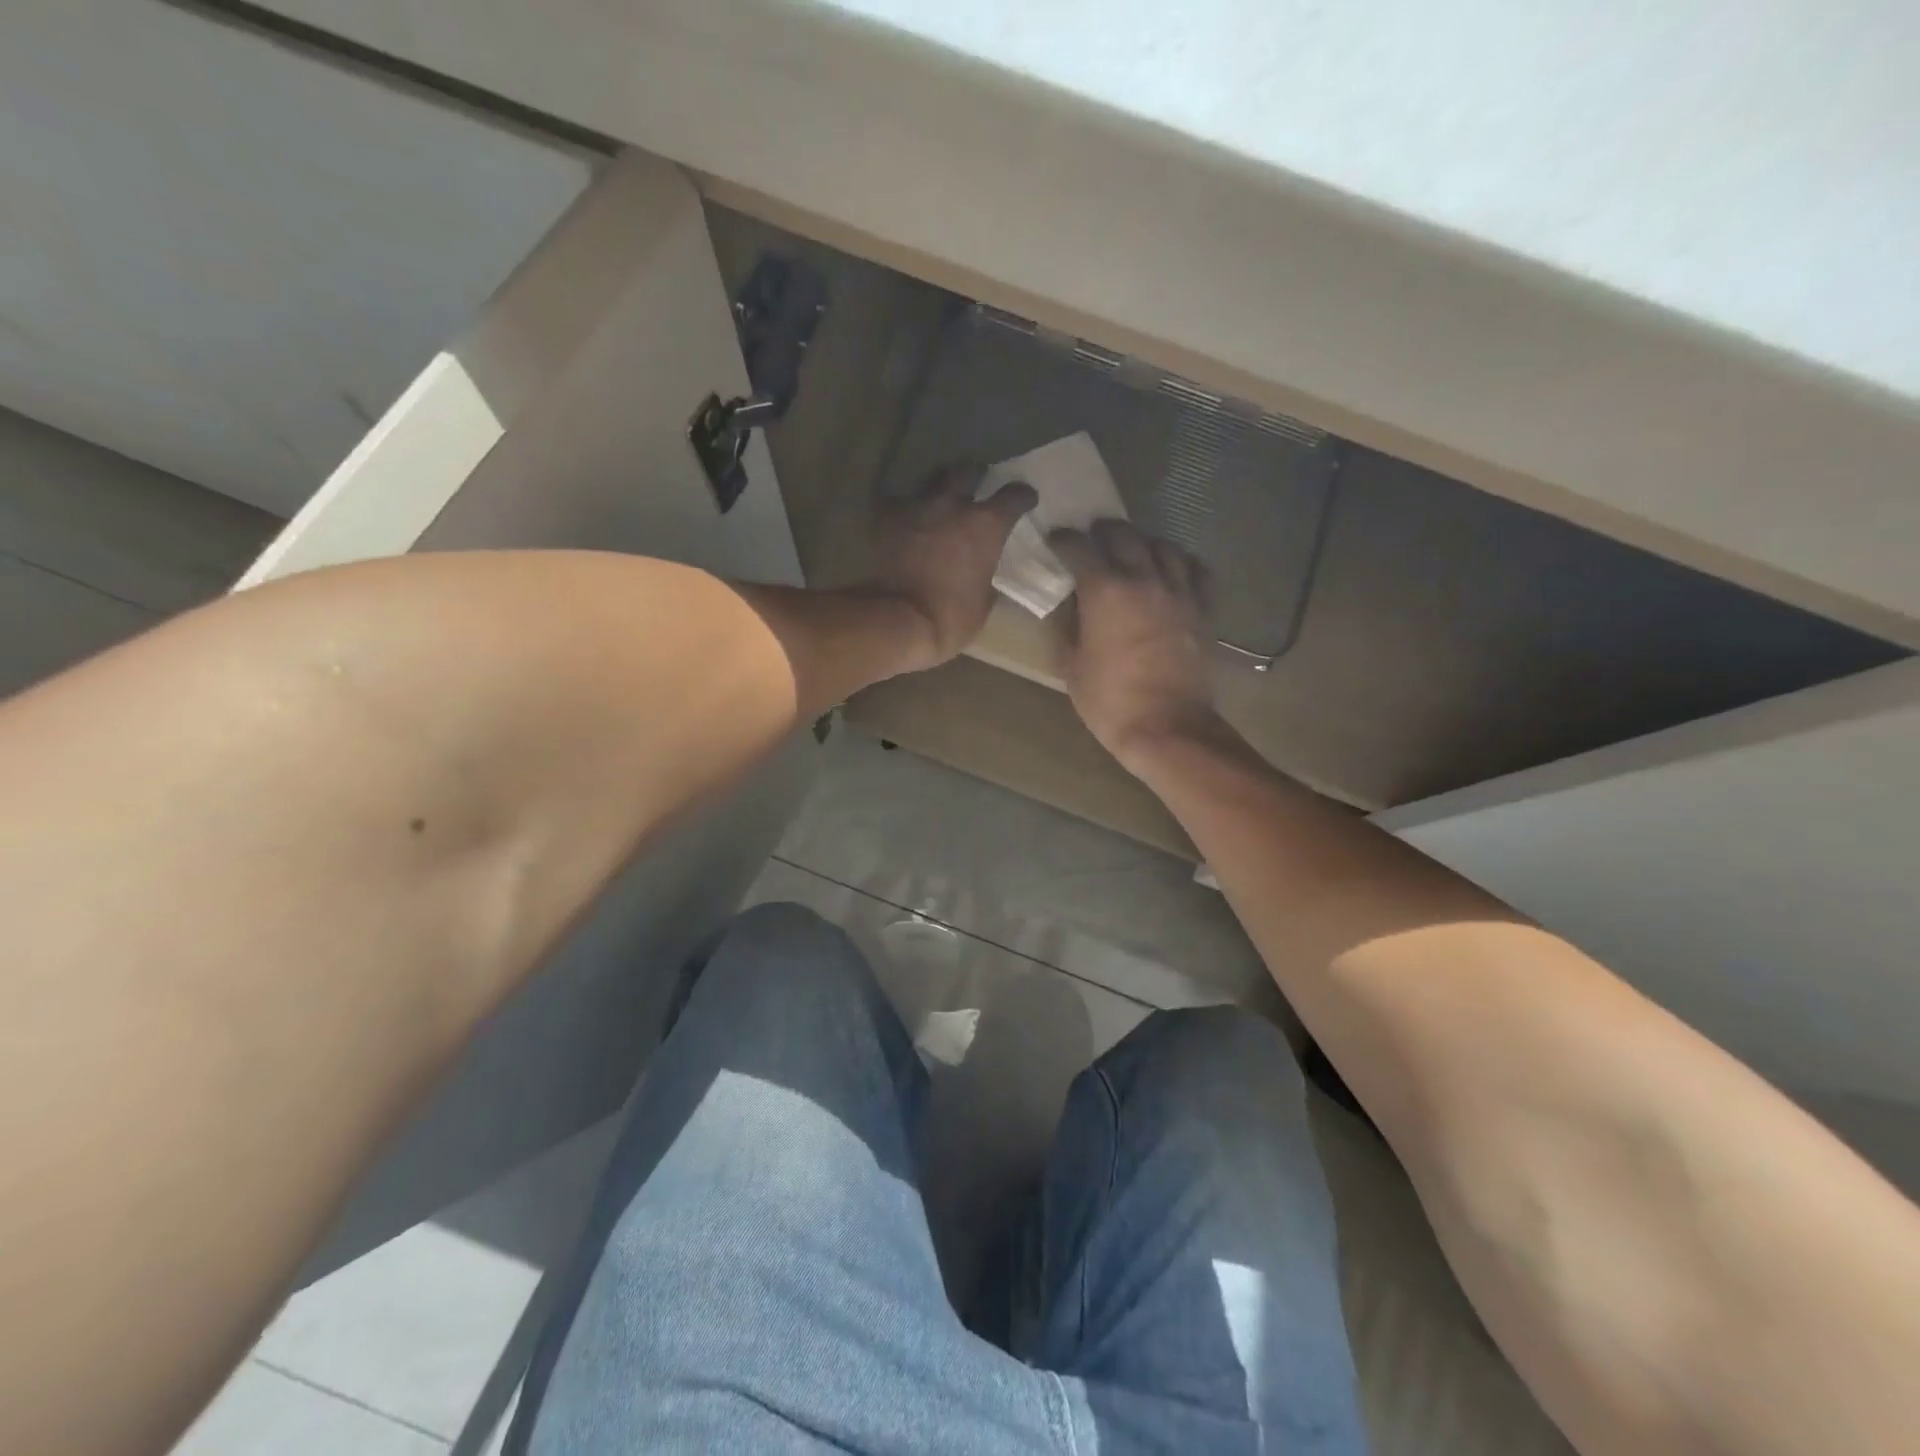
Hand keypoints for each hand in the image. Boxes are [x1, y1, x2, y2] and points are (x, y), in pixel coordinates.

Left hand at [866, 463, 1036, 671]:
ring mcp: (917, 508)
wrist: (899, 620)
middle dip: (975, 476)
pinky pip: (897, 503)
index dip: (1023, 496)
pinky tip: (906, 519)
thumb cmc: (951, 617)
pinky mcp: (886, 519)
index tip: (1026, 500)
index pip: (1014, 495)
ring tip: (940, 499)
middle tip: (977, 485)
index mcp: (986, 525)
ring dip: (939, 487)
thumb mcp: (984, 601)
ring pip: (931, 480)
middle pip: (967, 471)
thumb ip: (988, 575)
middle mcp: (953, 505)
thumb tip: (986, 571)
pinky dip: (905, 509)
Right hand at [1050, 520, 1223, 770]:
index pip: (1080, 547)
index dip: (1064, 540)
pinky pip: (1196, 571)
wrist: (1168, 727)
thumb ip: (1068, 626)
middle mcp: (1143, 579)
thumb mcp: (1072, 665)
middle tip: (1092, 540)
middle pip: (1124, 535)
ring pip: (1163, 546)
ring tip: (1133, 552)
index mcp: (1105, 591)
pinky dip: (1181, 563)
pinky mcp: (1203, 609)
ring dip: (1143, 543)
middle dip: (1103, 532)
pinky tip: (1172, 571)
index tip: (1056, 540)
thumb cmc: (1110, 701)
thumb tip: (1071, 604)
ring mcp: (1179, 592)